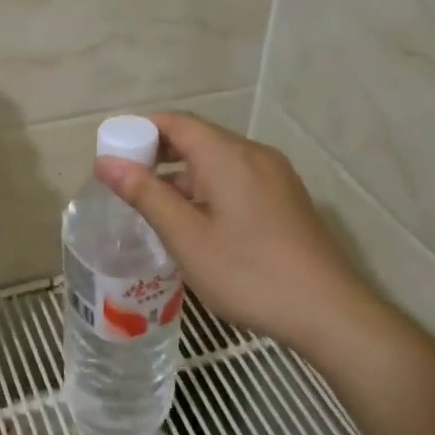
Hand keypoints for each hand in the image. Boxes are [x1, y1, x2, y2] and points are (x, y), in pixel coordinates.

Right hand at [94, 113, 386, 353]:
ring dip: (183, 176)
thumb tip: (105, 162)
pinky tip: (197, 223)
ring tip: (155, 208)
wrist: (329, 311)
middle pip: (198, 139)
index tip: (112, 156)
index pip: (176, 122)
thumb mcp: (186, 236)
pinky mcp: (287, 199)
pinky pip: (238, 180)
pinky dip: (209, 189)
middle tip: (126, 184)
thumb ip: (145, 194)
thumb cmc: (247, 273)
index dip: (139, 131)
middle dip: (159, 155)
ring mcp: (276, 176)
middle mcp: (254, 154)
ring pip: (218, 162)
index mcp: (227, 155)